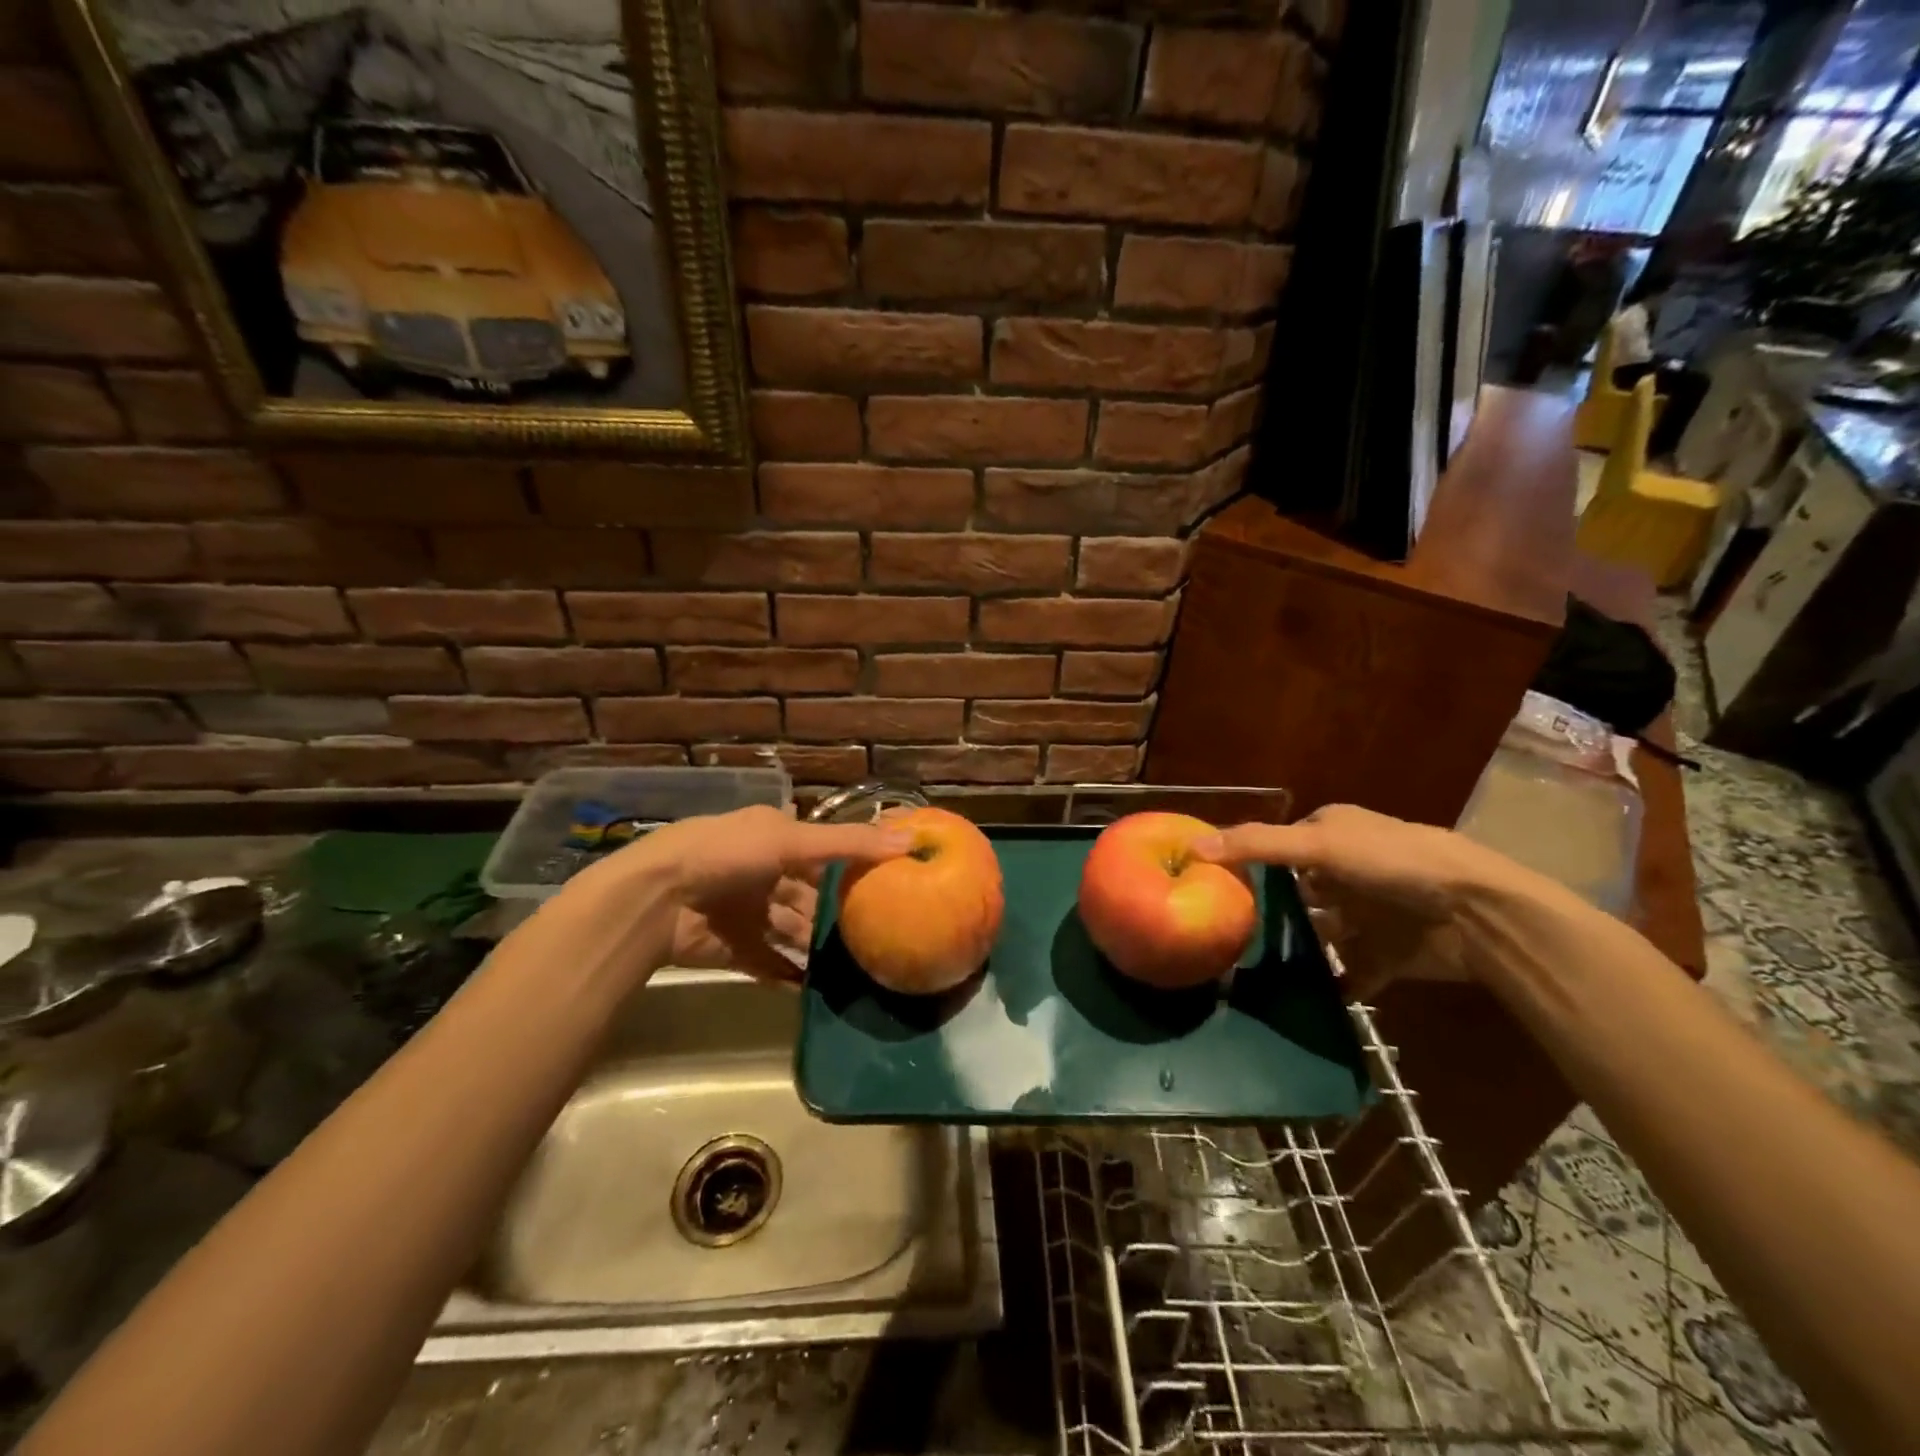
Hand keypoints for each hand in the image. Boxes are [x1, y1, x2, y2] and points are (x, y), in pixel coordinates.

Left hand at [614, 806, 907, 982]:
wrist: (655, 900)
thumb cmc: (727, 855)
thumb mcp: (791, 840)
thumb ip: (849, 844)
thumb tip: (909, 841)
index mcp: (775, 838)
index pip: (823, 851)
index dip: (853, 864)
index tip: (890, 882)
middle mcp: (763, 873)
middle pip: (810, 895)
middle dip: (838, 912)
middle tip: (878, 932)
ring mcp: (748, 912)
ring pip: (793, 931)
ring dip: (818, 946)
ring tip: (859, 965)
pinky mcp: (735, 948)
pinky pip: (771, 964)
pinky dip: (792, 975)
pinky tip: (819, 988)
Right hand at [1196, 805, 1516, 998]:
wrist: (1480, 915)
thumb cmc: (1393, 864)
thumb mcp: (1319, 845)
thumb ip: (1257, 845)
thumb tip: (1192, 846)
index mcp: (1333, 833)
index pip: (1278, 845)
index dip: (1247, 862)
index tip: (1210, 886)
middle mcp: (1348, 871)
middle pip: (1296, 891)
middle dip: (1268, 911)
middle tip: (1224, 932)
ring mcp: (1368, 915)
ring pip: (1320, 933)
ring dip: (1296, 949)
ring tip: (1252, 969)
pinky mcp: (1386, 954)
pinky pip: (1349, 973)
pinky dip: (1331, 985)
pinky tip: (1300, 1000)